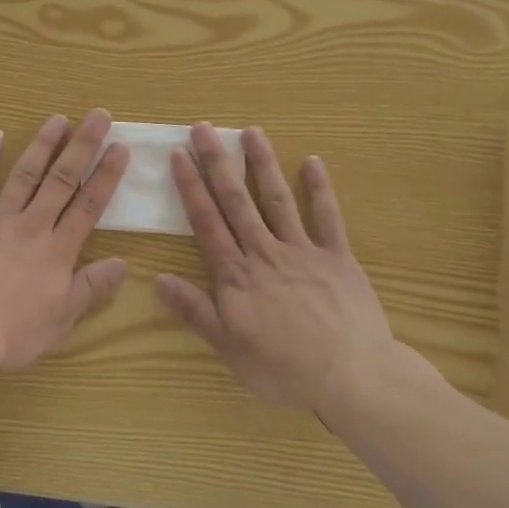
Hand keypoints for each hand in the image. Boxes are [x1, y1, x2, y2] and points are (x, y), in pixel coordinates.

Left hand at [0, 109, 130, 372]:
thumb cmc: (11, 334)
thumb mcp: (61, 320)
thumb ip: (91, 288)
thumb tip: (124, 263)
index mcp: (57, 251)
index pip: (89, 206)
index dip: (107, 176)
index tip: (120, 148)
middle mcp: (32, 225)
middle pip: (62, 179)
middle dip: (83, 145)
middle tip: (98, 115)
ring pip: (24, 174)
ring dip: (43, 144)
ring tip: (58, 118)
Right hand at [156, 124, 395, 415]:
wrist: (351, 378)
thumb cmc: (283, 368)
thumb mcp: (228, 347)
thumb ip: (194, 310)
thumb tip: (158, 280)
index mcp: (236, 273)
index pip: (207, 221)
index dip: (191, 186)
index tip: (180, 155)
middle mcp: (265, 251)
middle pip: (236, 200)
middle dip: (218, 162)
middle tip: (204, 128)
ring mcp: (303, 250)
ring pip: (277, 199)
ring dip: (262, 163)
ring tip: (251, 132)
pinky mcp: (338, 257)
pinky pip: (328, 217)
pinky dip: (320, 188)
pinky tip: (313, 162)